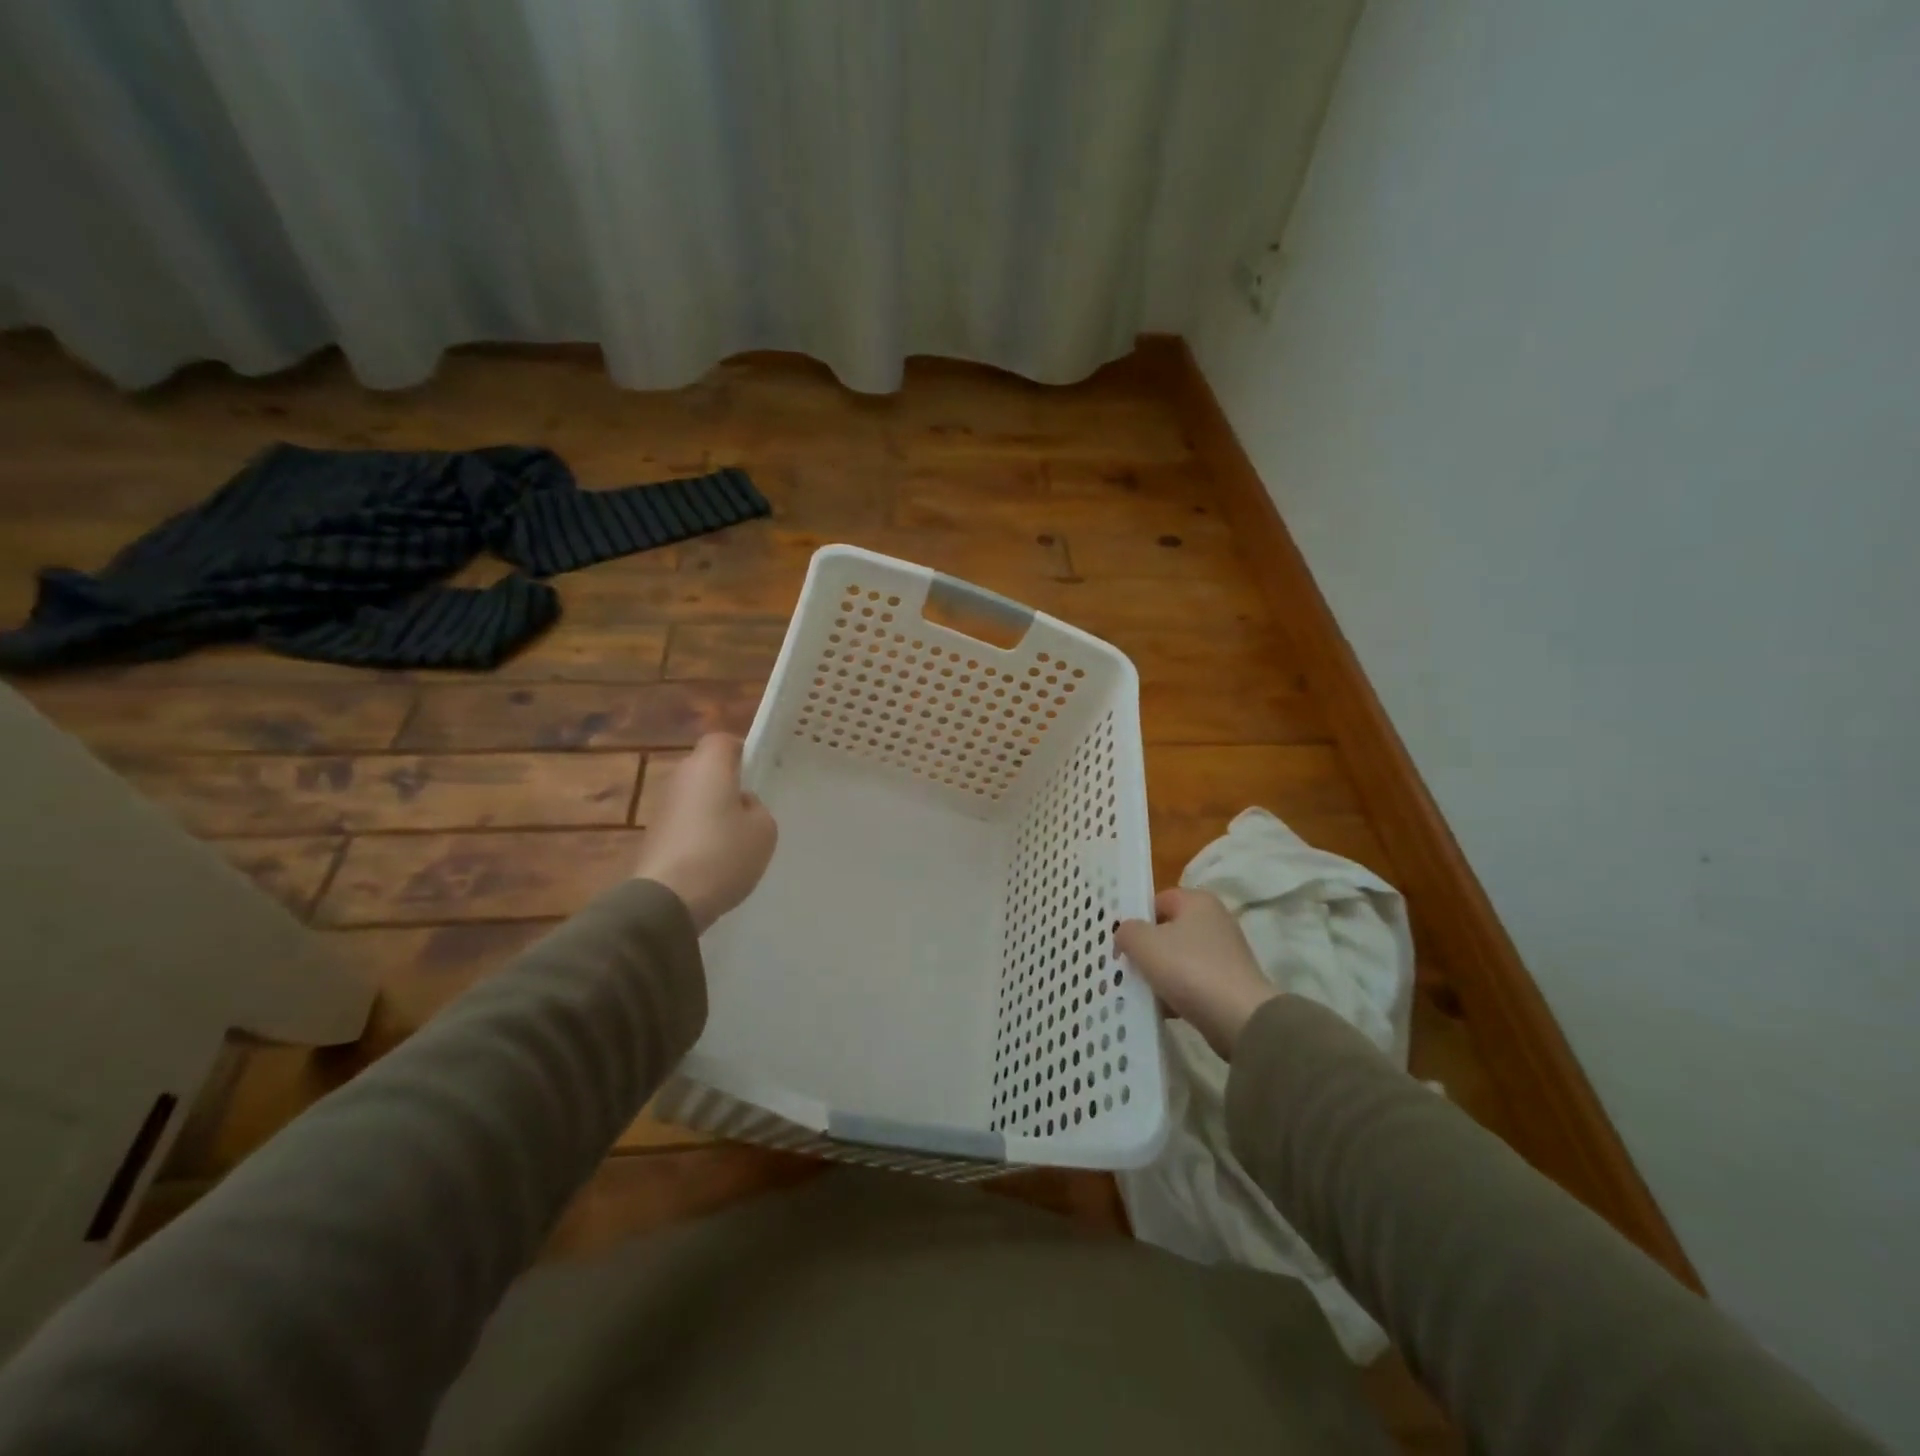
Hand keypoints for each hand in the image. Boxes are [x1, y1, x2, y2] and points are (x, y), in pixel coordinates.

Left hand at [631, 734, 777, 932]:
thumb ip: (757, 808)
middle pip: (707, 768)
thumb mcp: (764, 830)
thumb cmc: (722, 853)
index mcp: (708, 766)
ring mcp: (662, 807)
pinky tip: (714, 859)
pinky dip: (699, 833)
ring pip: (695, 796)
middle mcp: (680, 777)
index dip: (743, 752)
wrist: (667, 899)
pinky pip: (685, 822)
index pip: (723, 741)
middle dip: (729, 783)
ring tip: (736, 839)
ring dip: (713, 810)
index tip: (759, 773)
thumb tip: (741, 805)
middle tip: (752, 808)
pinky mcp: (653, 835)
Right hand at [1115, 888, 1277, 1058]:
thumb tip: (1126, 935)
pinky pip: (1192, 983)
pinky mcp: (1229, 984)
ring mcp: (1224, 954)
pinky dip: (1176, 993)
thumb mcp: (1144, 943)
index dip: (1136, 919)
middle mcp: (1215, 921)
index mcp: (1198, 901)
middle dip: (1145, 950)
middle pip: (1167, 931)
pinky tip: (1161, 1009)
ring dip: (1158, 974)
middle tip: (1125, 968)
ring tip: (1139, 992)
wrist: (1240, 1019)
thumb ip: (1127, 931)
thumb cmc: (1189, 969)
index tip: (1121, 943)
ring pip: (1178, 959)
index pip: (1157, 901)